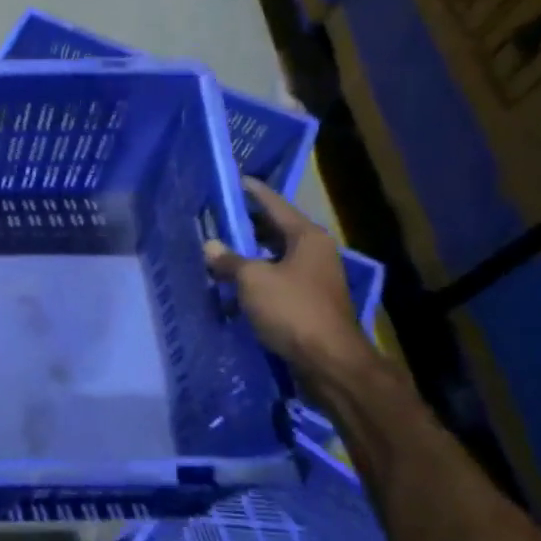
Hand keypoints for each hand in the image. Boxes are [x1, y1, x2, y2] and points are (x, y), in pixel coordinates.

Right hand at [205, 177, 373, 375]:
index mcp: (307, 237)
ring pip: (275, 256)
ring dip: (249, 254)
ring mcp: (314, 278)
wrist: (329, 361)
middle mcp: (315, 252)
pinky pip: (276, 279)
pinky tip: (233, 283)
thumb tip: (210, 246)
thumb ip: (229, 260)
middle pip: (275, 229)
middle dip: (246, 224)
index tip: (234, 179)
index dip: (253, 191)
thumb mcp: (253, 280)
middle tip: (216, 215)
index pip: (275, 204)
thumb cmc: (292, 309)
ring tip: (218, 248)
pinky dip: (256, 278)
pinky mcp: (308, 302)